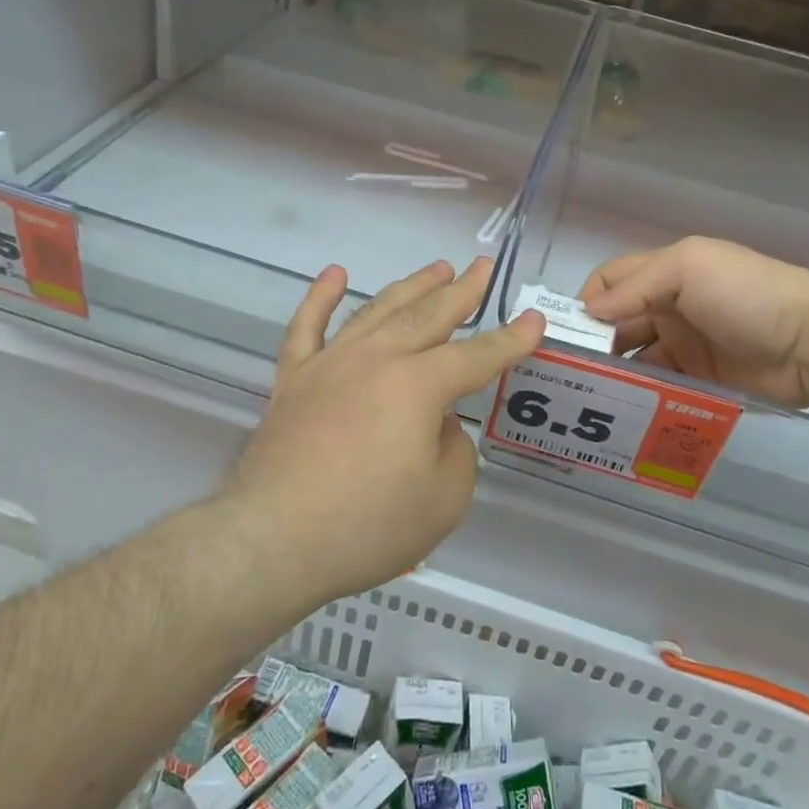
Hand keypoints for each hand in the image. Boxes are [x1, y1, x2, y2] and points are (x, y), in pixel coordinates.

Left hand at [222, 258, 544, 600]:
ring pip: (378, 310)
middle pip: (428, 316)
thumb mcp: (444, 500)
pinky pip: (307, 326)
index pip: (477, 355)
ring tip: (436, 268)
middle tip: (483, 268)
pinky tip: (335, 275)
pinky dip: (321, 297)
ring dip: (411, 287)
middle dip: (462, 291)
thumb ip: (455, 450)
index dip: (511, 340)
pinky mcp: (293, 379)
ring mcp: (330, 363)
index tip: (533, 321)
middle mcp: (377, 359)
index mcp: (419, 385)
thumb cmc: (368, 525)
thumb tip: (438, 424)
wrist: (275, 540)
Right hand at [579, 237, 808, 410]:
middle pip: (619, 321)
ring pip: (635, 355)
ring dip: (613, 370)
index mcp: (667, 271)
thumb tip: (587, 311)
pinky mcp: (701, 378)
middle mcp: (671, 305)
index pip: (611, 280)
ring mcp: (686, 343)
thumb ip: (636, 286)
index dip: (586, 301)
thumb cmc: (747, 294)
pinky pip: (660, 384)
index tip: (563, 332)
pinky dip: (640, 393)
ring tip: (588, 394)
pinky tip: (620, 407)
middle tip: (568, 371)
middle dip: (593, 340)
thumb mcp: (689, 268)